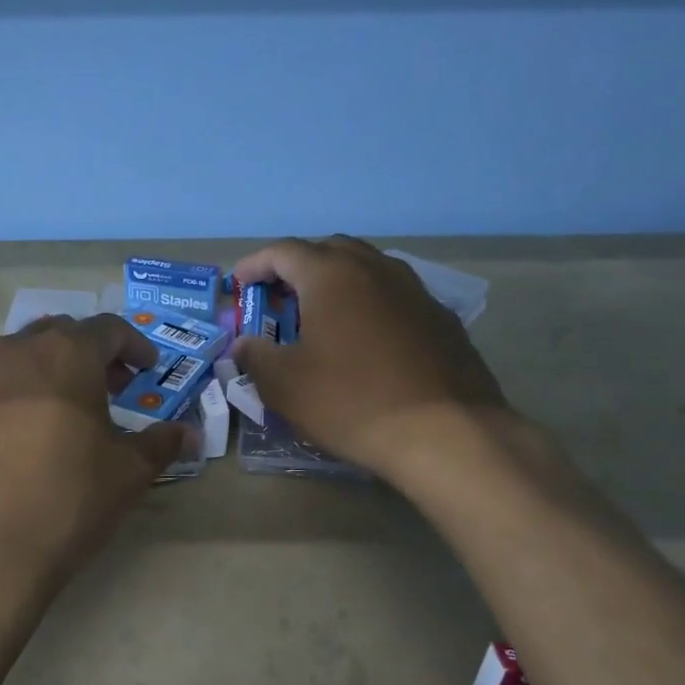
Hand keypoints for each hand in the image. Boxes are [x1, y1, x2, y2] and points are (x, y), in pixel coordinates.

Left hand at [0, 314, 192, 602]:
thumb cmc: (65, 499)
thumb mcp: (127, 473)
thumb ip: (160, 444)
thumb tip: (188, 434)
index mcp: (66, 353)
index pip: (108, 329)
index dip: (135, 345)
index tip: (148, 369)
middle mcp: (16, 351)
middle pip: (62, 335)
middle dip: (93, 354)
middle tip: (114, 387)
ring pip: (23, 356)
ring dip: (54, 371)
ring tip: (72, 410)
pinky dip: (22, 394)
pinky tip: (31, 436)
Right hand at [230, 236, 506, 481]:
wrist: (445, 434)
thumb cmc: (351, 402)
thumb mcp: (285, 386)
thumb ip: (255, 356)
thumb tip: (245, 344)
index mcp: (332, 275)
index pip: (284, 251)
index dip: (255, 264)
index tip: (239, 283)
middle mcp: (376, 269)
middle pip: (329, 250)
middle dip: (297, 266)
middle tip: (278, 296)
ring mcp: (415, 291)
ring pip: (367, 269)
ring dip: (337, 282)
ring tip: (320, 314)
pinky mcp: (441, 319)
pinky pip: (394, 296)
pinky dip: (369, 304)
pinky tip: (365, 339)